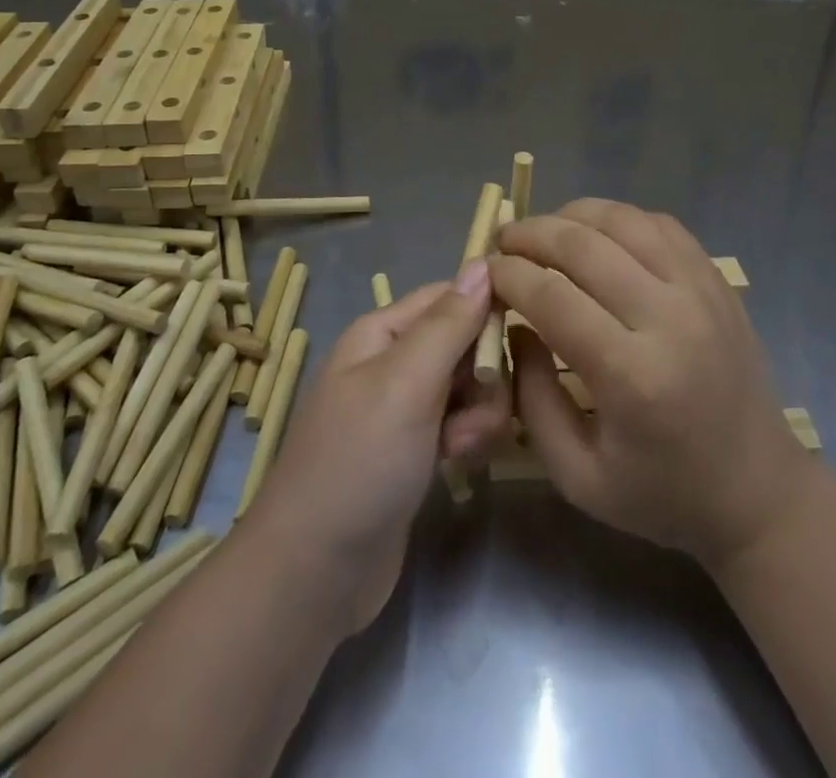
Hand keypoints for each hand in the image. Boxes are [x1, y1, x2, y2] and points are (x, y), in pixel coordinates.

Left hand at [241, 268, 510, 632]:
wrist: (314, 574)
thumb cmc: (359, 463)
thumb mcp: (406, 383)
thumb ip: (449, 323)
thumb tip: (483, 262)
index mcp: (382, 332)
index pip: (450, 296)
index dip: (487, 310)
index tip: (522, 338)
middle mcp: (393, 362)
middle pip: (465, 342)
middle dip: (484, 375)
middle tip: (472, 413)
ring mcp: (404, 408)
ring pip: (470, 386)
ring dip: (479, 414)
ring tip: (460, 448)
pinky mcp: (416, 450)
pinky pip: (461, 424)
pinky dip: (467, 439)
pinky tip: (458, 466)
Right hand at [491, 199, 811, 570]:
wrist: (758, 492)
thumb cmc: (663, 494)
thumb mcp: (577, 476)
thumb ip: (532, 398)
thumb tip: (515, 325)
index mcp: (632, 377)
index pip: (553, 296)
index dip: (509, 274)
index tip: (485, 271)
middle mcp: (669, 319)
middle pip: (584, 245)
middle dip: (531, 234)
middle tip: (503, 241)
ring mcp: (700, 291)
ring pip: (624, 220)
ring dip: (572, 215)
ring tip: (544, 230)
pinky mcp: (717, 281)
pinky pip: (661, 224)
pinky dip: (619, 218)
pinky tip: (597, 234)